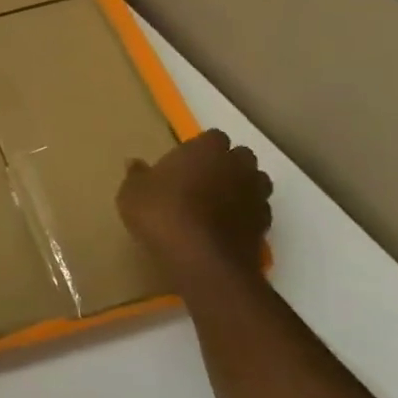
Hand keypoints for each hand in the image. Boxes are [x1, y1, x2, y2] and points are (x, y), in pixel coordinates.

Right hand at [117, 130, 271, 287]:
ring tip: (214, 206)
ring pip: (254, 183)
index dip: (199, 149)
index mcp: (207, 149)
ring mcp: (256, 195)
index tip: (182, 164)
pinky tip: (224, 229)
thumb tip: (135, 163)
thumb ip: (137, 176)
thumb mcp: (132, 193)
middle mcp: (238, 166)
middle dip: (225, 165)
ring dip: (240, 189)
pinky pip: (255, 212)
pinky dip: (244, 216)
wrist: (202, 259)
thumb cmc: (162, 214)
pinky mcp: (264, 225)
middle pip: (239, 156)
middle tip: (200, 182)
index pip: (212, 137)